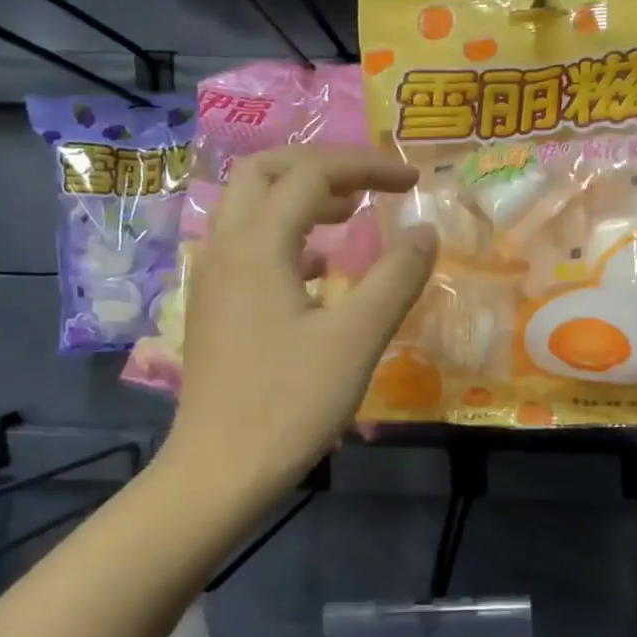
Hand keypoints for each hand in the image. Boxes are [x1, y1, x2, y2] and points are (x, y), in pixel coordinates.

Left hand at [167, 147, 436, 499]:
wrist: (220, 470)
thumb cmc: (290, 403)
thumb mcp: (357, 339)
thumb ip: (396, 277)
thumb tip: (424, 231)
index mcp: (256, 244)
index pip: (312, 175)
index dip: (367, 167)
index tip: (413, 180)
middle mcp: (224, 247)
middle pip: (263, 172)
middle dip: (321, 167)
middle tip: (369, 186)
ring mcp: (212, 278)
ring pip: (249, 208)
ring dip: (299, 198)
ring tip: (350, 215)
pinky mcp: (214, 307)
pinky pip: (247, 246)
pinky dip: (285, 235)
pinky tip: (317, 268)